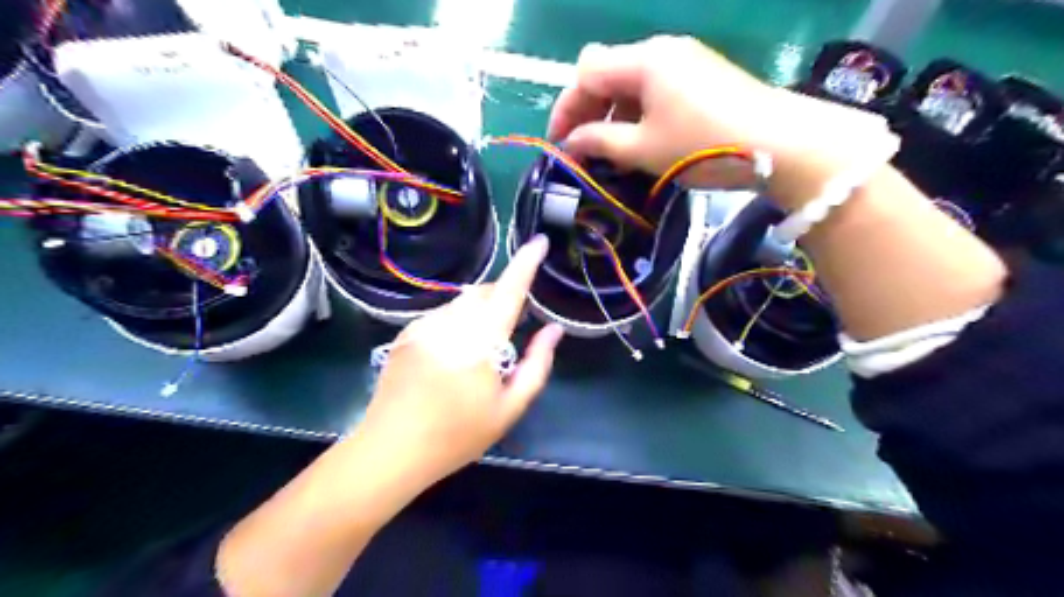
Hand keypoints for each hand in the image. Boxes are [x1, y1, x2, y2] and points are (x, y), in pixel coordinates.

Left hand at [354, 232, 563, 484]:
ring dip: (479, 312)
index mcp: (479, 341)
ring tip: (480, 350)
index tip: (539, 241)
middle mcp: (449, 323)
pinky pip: (442, 315)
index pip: (508, 290)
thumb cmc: (457, 435)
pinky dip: (457, 322)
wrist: (390, 450)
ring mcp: (423, 326)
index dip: (526, 263)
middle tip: (513, 325)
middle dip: (503, 296)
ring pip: (462, 302)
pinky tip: (452, 355)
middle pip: (484, 291)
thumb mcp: (509, 408)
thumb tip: (553, 330)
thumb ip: (537, 364)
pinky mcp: (406, 333)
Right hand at [548, 35, 894, 207]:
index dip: (566, 108)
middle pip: (607, 72)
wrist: (780, 145)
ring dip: (613, 114)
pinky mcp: (701, 78)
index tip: (559, 144)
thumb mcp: (644, 149)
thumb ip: (601, 142)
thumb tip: (573, 143)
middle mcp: (661, 51)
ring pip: (631, 82)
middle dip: (588, 110)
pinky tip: (641, 140)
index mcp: (643, 61)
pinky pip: (655, 90)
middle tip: (583, 148)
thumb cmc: (703, 146)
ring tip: (611, 152)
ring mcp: (684, 62)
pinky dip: (638, 114)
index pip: (586, 74)